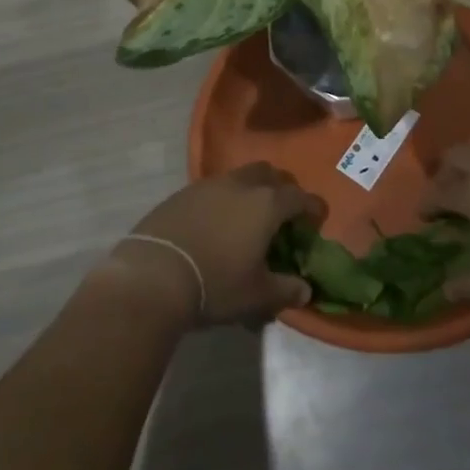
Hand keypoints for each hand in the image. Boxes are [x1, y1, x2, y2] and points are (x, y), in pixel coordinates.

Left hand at [110, 163, 325, 328]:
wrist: (154, 275)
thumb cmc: (216, 283)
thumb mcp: (257, 295)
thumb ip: (285, 290)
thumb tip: (304, 290)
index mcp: (266, 204)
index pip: (299, 196)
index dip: (312, 207)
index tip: (316, 219)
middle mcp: (239, 185)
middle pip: (268, 174)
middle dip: (280, 188)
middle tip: (282, 214)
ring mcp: (207, 185)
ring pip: (238, 178)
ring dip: (249, 192)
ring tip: (246, 219)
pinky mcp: (181, 194)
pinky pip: (212, 189)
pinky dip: (222, 200)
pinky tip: (215, 225)